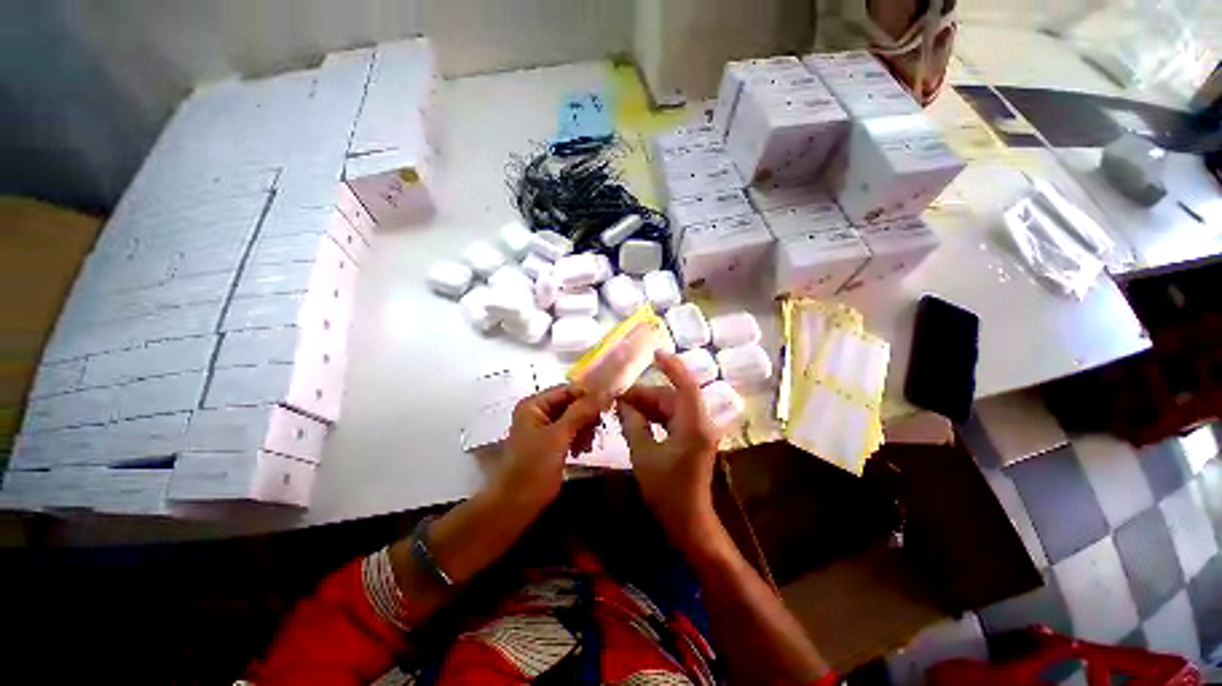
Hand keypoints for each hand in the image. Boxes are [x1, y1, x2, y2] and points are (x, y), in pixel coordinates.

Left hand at [494, 384, 605, 512]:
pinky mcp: (553, 443)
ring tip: (588, 444)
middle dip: (586, 415)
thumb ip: (581, 412)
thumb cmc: (533, 466)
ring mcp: (546, 428)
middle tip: (599, 427)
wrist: (517, 504)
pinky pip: (573, 431)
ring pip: (575, 418)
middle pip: (572, 403)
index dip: (587, 395)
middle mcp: (539, 412)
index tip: (608, 404)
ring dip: (585, 428)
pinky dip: (580, 438)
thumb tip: (605, 393)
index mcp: (535, 404)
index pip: (567, 390)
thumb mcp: (558, 436)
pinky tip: (582, 450)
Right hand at [618, 350, 721, 548]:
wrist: (689, 522)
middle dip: (646, 394)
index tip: (654, 354)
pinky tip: (636, 419)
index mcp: (694, 424)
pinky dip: (655, 417)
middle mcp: (701, 422)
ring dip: (649, 406)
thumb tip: (622, 402)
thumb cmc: (667, 491)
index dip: (671, 367)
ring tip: (623, 408)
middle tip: (619, 397)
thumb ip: (633, 424)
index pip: (686, 384)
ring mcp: (698, 431)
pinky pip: (673, 419)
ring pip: (671, 407)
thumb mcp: (644, 455)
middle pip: (673, 397)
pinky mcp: (693, 439)